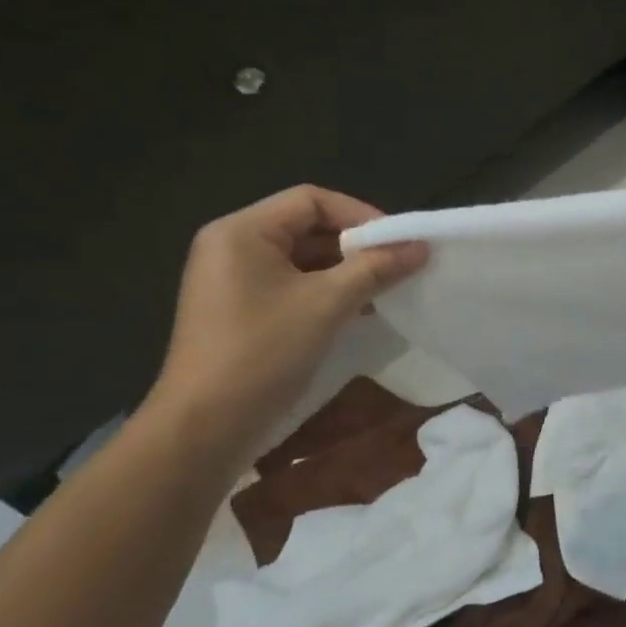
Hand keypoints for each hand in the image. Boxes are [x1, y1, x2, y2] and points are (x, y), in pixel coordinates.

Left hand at [144, 186, 428, 453]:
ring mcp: (233, 280)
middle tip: (398, 265)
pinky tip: (358, 310)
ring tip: (385, 288)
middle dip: (356, 244)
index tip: (397, 242)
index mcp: (242, 232)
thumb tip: (420, 247)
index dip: (360, 214)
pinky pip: (292, 284)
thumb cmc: (263, 351)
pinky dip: (326, 290)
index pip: (311, 200)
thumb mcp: (327, 304)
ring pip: (302, 258)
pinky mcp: (241, 309)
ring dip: (346, 270)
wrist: (205, 426)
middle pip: (307, 226)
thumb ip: (375, 269)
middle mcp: (232, 246)